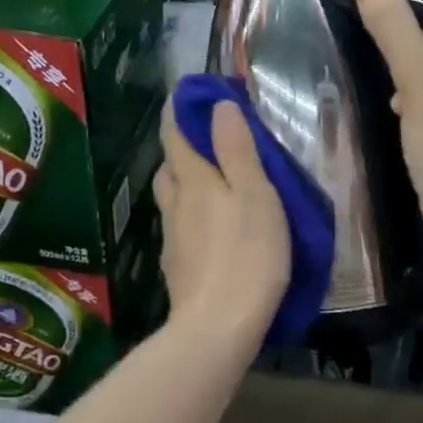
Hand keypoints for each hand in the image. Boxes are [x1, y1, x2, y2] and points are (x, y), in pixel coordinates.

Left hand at [153, 98, 290, 344]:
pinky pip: (179, 229)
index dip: (179, 113)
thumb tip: (219, 106)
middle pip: (168, 168)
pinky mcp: (178, 269)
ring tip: (210, 185)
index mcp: (194, 181)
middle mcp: (175, 205)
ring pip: (171, 200)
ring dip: (183, 184)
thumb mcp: (254, 194)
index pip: (176, 136)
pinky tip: (209, 231)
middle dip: (180, 149)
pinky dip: (190, 218)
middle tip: (205, 143)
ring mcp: (172, 239)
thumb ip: (237, 150)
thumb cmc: (247, 254)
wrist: (219, 326)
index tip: (188, 96)